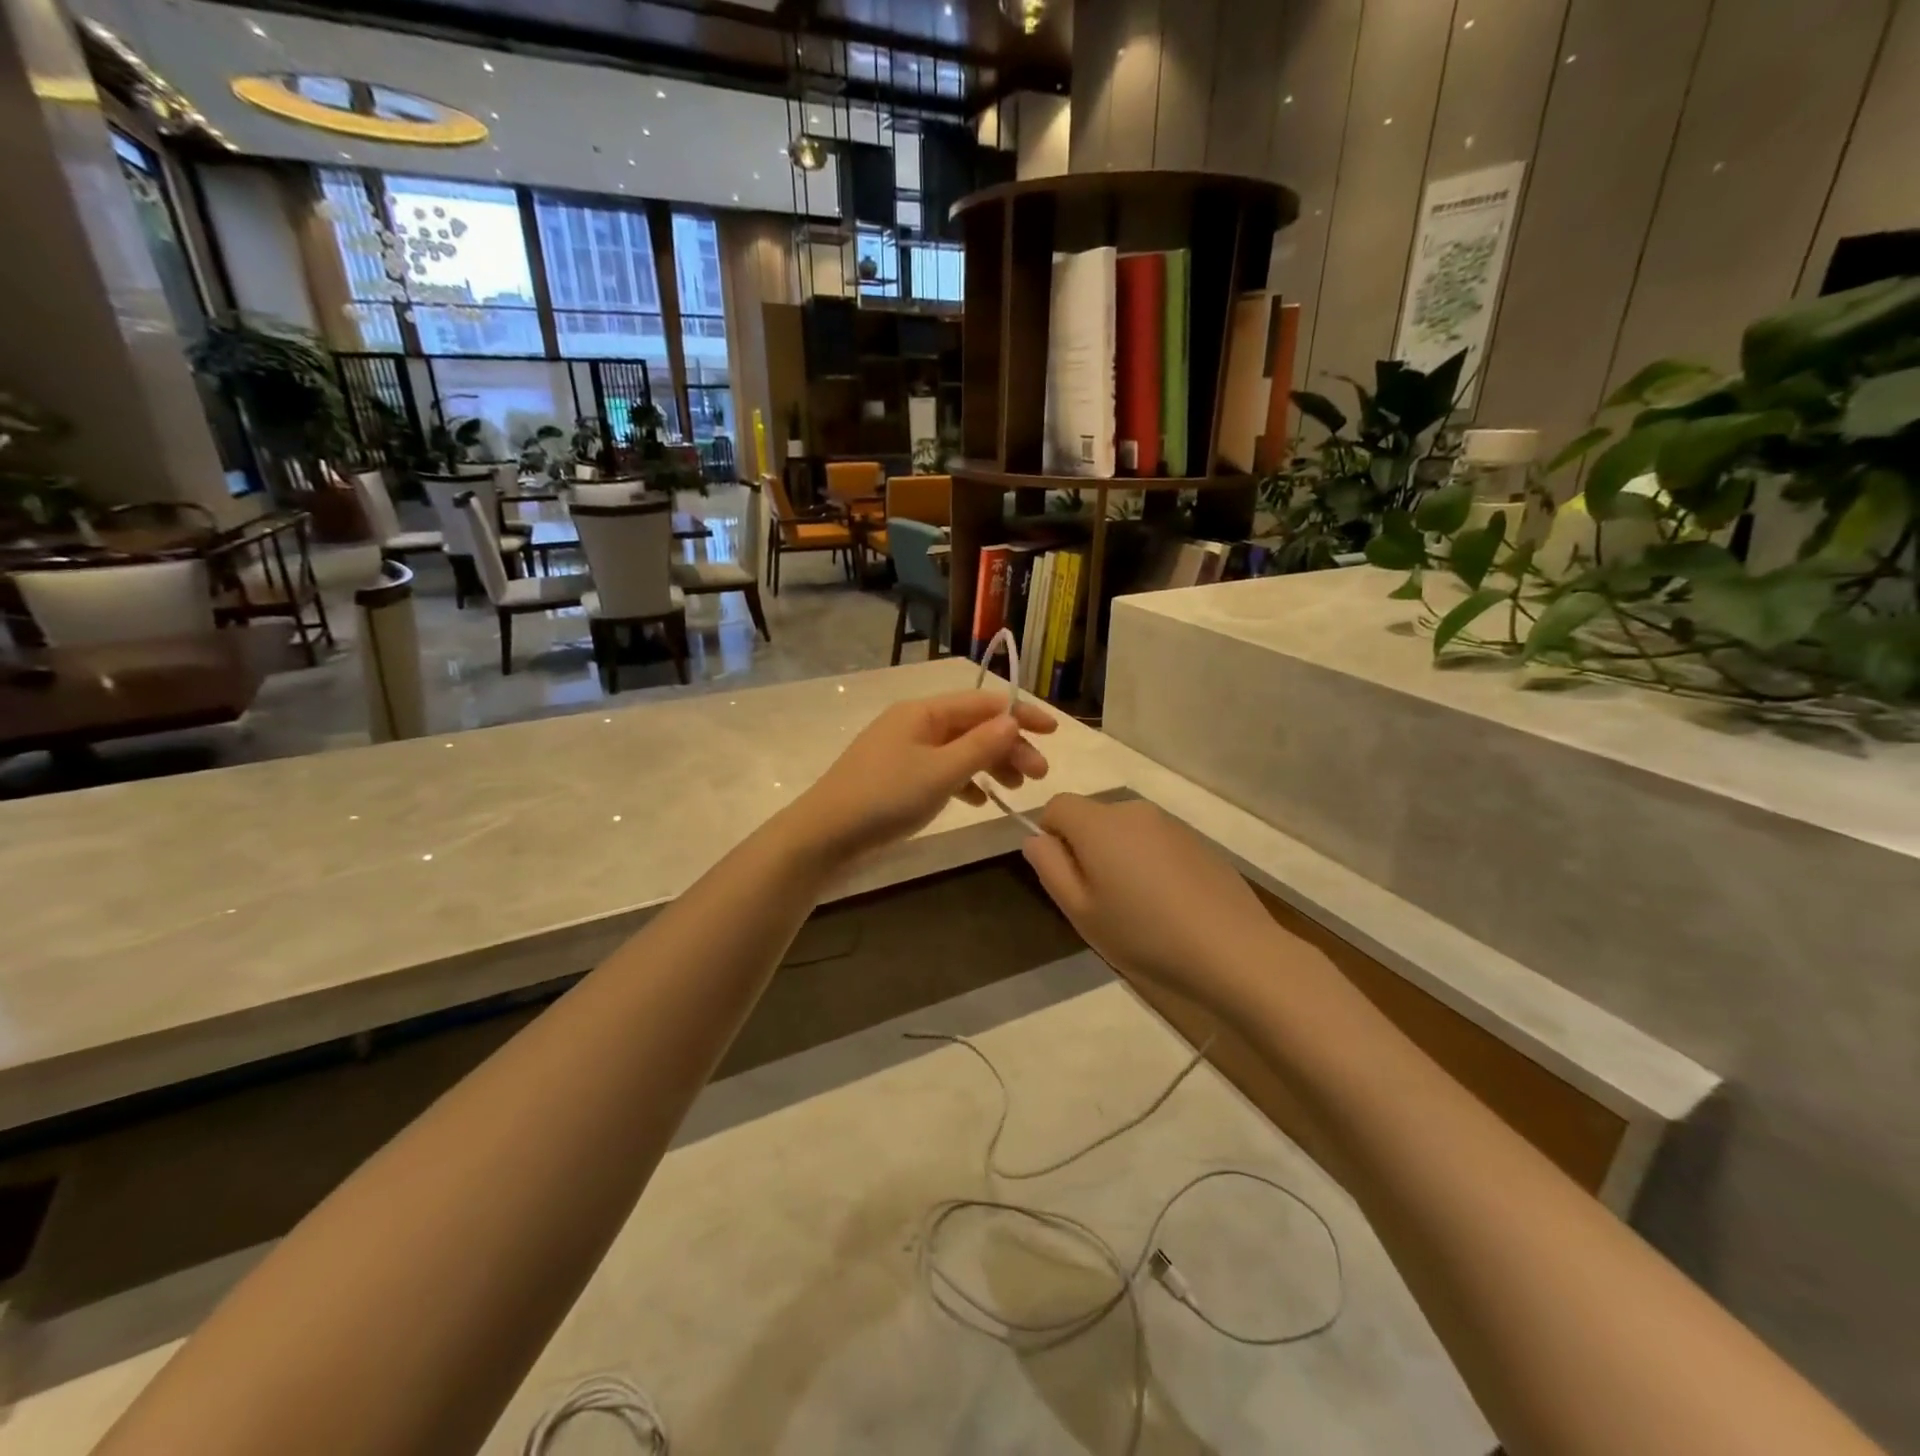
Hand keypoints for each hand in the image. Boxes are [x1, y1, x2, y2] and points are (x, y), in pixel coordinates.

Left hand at [792, 690, 1055, 859]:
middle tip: (1039, 775)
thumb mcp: (940, 773)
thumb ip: (980, 746)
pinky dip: (965, 782)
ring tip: (1015, 789)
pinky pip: (941, 770)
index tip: (1053, 732)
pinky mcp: (897, 777)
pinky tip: (979, 800)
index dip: (1020, 715)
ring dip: (990, 764)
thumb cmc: (885, 798)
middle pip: (973, 726)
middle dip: (1009, 746)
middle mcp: (914, 724)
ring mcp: (904, 751)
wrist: (825, 835)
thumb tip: (1012, 721)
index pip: (983, 703)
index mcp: (923, 712)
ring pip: (959, 750)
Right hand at [1021, 794, 1285, 1013]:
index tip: (1066, 877)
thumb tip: (1036, 839)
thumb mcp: (1081, 911)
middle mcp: (1133, 811)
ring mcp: (1170, 825)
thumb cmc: (1144, 934)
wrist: (1234, 950)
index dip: (1050, 836)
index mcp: (1099, 824)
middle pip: (1092, 817)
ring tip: (1137, 908)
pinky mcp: (1198, 842)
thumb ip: (1050, 868)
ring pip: (1125, 831)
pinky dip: (1150, 864)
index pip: (1057, 805)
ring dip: (1119, 857)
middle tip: (1099, 901)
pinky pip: (1156, 843)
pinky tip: (1169, 905)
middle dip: (1086, 849)